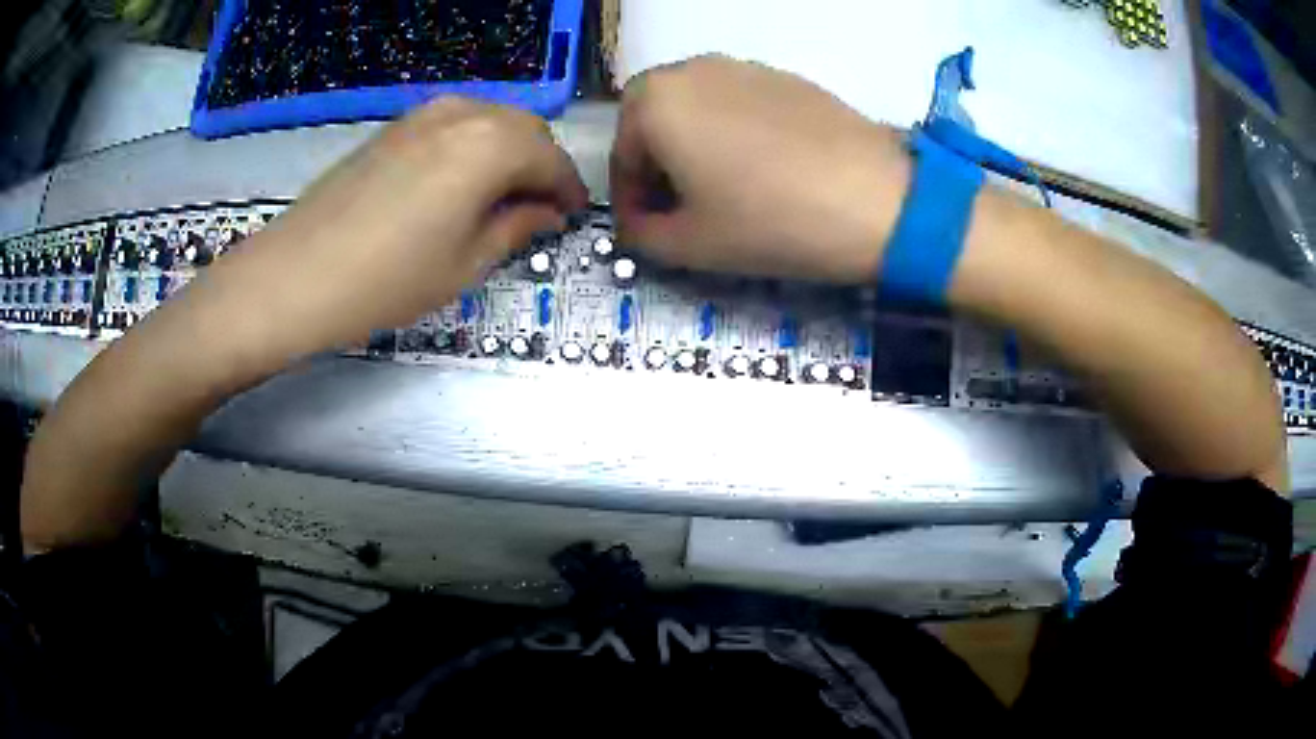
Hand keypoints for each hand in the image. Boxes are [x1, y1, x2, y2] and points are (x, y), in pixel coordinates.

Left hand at [207, 97, 587, 349]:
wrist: (298, 274)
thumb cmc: (388, 279)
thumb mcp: (467, 263)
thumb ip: (518, 227)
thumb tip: (547, 213)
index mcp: (493, 145)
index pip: (553, 159)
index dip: (569, 190)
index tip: (572, 217)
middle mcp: (465, 113)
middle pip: (525, 130)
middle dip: (541, 167)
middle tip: (538, 211)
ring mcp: (425, 114)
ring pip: (491, 122)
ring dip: (508, 154)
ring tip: (500, 199)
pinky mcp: (396, 127)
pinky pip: (456, 124)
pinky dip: (473, 147)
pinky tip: (460, 184)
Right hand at [611, 55, 910, 282]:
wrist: (876, 198)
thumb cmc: (769, 220)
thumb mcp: (690, 245)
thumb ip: (641, 236)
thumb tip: (635, 227)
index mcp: (653, 102)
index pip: (621, 157)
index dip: (629, 202)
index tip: (646, 233)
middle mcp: (690, 69)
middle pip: (654, 123)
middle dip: (657, 166)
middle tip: (680, 208)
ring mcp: (742, 65)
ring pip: (696, 108)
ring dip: (693, 146)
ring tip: (723, 188)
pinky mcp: (784, 76)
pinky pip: (737, 103)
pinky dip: (733, 132)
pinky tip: (764, 168)